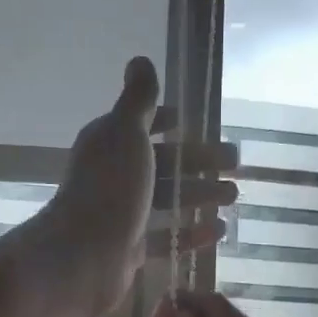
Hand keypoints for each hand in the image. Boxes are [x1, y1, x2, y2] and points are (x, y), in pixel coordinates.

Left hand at [30, 57, 235, 316]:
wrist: (82, 256)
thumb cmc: (108, 188)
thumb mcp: (126, 133)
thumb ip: (138, 101)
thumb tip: (140, 60)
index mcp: (109, 145)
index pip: (140, 126)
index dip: (165, 121)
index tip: (194, 122)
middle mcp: (113, 177)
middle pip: (161, 164)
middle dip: (197, 162)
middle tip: (235, 163)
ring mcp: (122, 215)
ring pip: (167, 200)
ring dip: (200, 195)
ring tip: (234, 196)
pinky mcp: (130, 249)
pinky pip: (166, 237)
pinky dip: (191, 233)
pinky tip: (219, 231)